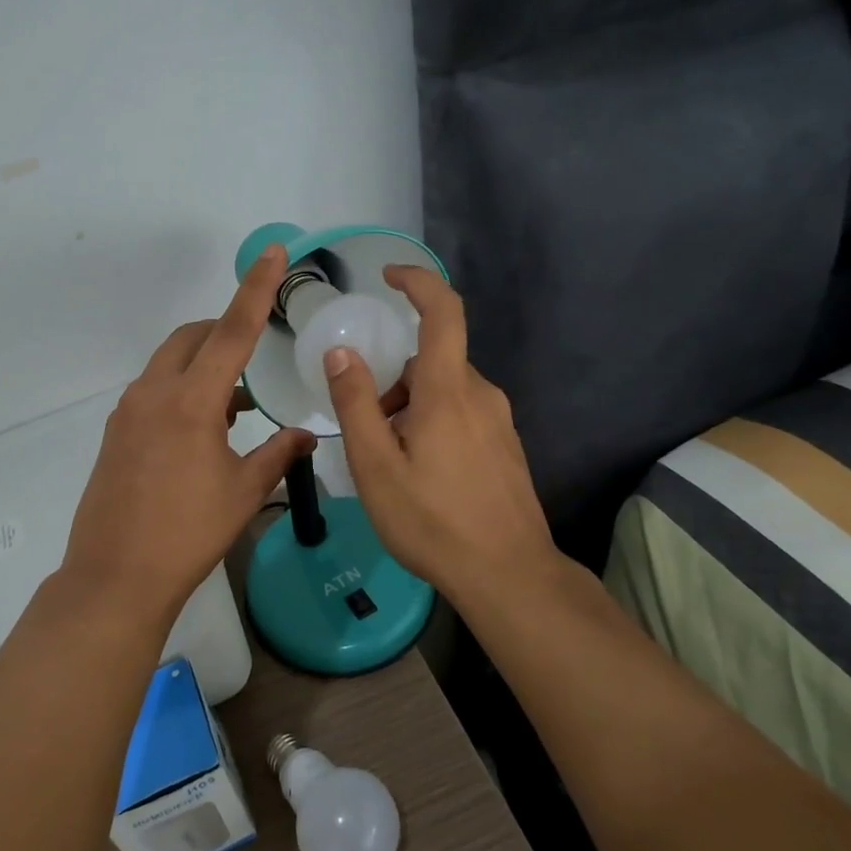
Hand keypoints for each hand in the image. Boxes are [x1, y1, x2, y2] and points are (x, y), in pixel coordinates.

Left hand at [61, 246, 316, 616]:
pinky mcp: (115, 432)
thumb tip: (307, 434)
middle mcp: (154, 393)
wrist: (116, 577)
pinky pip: (154, 390)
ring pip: (170, 363)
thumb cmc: (188, 534)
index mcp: (191, 402)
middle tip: (257, 350)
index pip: (231, 331)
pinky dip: (182, 389)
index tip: (273, 253)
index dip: (256, 289)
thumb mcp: (244, 492)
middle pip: (193, 337)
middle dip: (224, 330)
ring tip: (237, 404)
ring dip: (204, 365)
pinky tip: (204, 429)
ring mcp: (128, 411)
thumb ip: (279, 453)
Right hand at [322, 266, 557, 599]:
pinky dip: (433, 423)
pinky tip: (422, 473)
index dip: (418, 282)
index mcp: (448, 390)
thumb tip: (341, 353)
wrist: (509, 575)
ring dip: (412, 406)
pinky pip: (463, 413)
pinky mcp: (506, 446)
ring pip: (446, 389)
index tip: (388, 275)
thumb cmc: (433, 520)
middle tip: (367, 425)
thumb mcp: (375, 466)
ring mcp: (499, 421)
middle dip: (394, 378)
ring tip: (391, 459)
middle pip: (432, 359)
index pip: (442, 311)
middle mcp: (480, 394)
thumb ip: (355, 404)